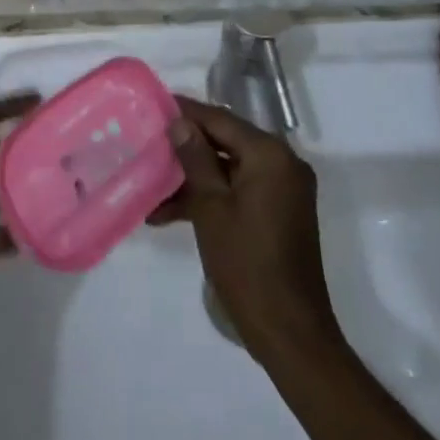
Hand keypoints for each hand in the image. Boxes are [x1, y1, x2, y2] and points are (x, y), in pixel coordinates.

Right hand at [156, 95, 343, 361]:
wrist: (290, 334)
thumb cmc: (247, 265)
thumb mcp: (211, 208)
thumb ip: (195, 159)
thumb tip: (180, 122)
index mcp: (270, 155)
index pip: (221, 120)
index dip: (186, 112)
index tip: (155, 105)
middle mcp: (283, 164)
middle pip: (226, 142)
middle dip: (186, 149)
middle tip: (149, 145)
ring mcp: (283, 190)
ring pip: (229, 169)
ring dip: (193, 180)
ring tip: (151, 190)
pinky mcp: (279, 213)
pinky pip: (240, 191)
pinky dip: (212, 198)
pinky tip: (171, 213)